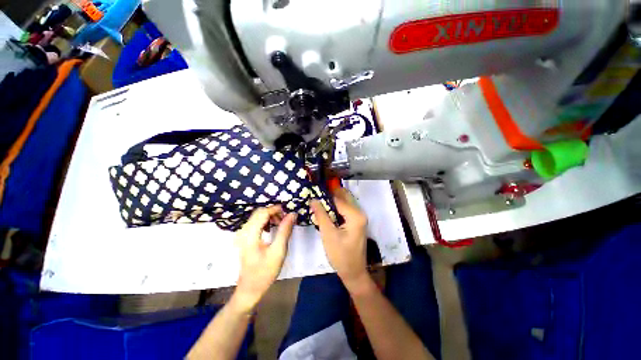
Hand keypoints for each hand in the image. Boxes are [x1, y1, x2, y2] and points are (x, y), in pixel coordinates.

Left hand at [233, 206, 295, 312]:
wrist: (250, 289)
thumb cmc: (265, 272)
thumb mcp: (278, 251)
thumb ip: (285, 230)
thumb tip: (292, 214)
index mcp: (250, 235)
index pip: (263, 213)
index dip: (276, 209)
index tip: (289, 212)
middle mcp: (243, 231)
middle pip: (259, 212)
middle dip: (274, 212)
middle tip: (286, 219)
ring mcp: (242, 234)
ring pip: (257, 216)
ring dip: (270, 216)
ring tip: (281, 224)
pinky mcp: (244, 238)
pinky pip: (255, 223)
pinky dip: (266, 221)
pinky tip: (272, 228)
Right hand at [311, 188, 368, 289]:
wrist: (353, 273)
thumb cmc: (341, 255)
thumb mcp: (328, 234)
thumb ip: (321, 215)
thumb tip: (313, 199)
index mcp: (355, 215)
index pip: (338, 199)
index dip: (324, 196)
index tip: (312, 193)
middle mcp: (360, 213)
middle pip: (344, 197)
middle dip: (330, 195)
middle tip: (315, 197)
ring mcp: (359, 217)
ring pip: (344, 202)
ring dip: (332, 201)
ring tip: (318, 203)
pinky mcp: (356, 222)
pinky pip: (345, 209)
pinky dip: (336, 208)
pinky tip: (326, 211)